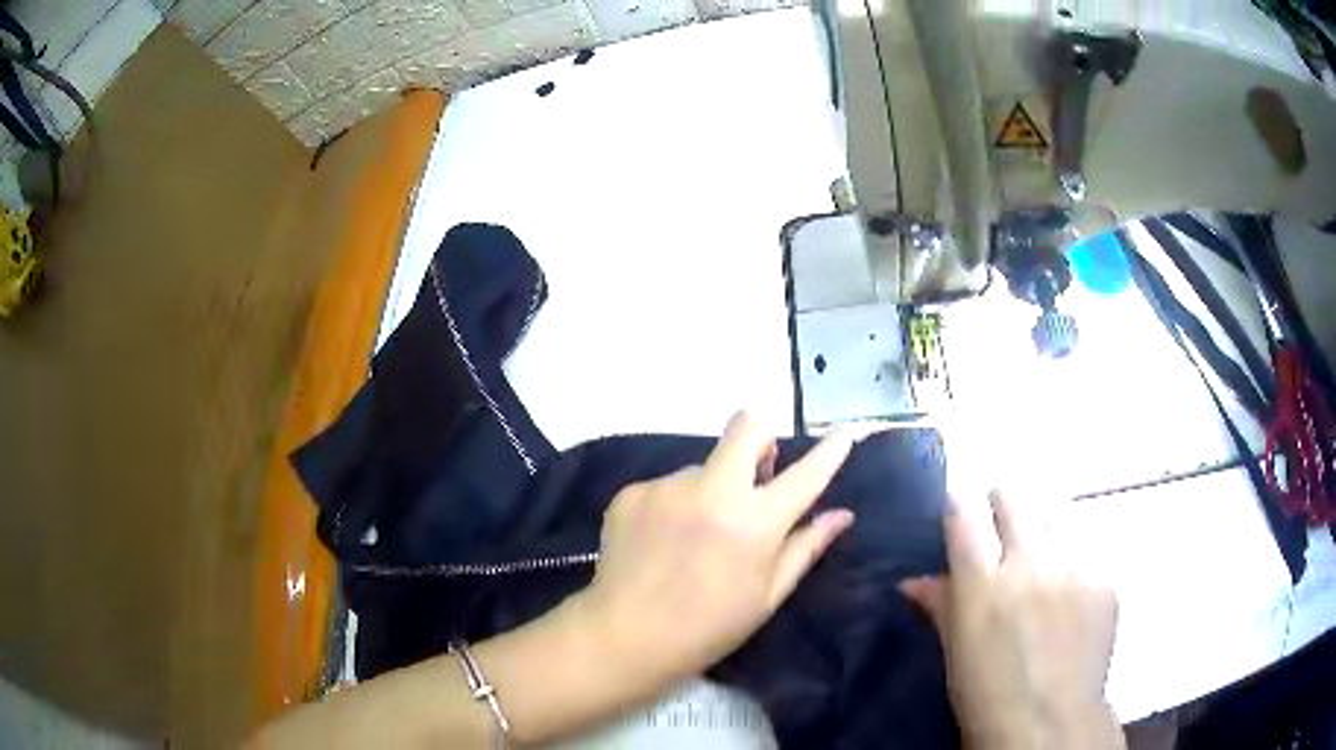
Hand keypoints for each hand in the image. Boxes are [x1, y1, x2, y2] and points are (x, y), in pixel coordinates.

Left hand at [573, 412, 855, 691]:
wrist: (625, 637)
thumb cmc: (709, 627)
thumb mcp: (767, 596)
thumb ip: (806, 547)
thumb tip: (841, 515)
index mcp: (754, 522)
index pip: (805, 475)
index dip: (830, 452)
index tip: (844, 434)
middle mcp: (711, 491)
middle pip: (747, 427)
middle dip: (761, 440)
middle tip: (757, 475)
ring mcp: (666, 487)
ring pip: (703, 466)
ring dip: (712, 488)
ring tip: (695, 537)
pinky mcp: (632, 492)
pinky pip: (668, 486)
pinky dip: (676, 505)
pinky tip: (663, 542)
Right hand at [900, 490, 1122, 749]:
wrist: (1051, 725)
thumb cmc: (987, 699)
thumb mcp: (954, 656)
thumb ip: (940, 607)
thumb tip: (914, 580)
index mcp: (982, 586)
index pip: (963, 514)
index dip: (958, 506)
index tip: (958, 513)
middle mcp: (1029, 563)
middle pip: (1013, 498)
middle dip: (1001, 505)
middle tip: (1001, 533)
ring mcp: (1072, 567)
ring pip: (1053, 516)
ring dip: (1041, 531)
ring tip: (1041, 565)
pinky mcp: (1103, 578)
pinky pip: (1084, 553)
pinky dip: (1072, 566)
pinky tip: (1070, 600)